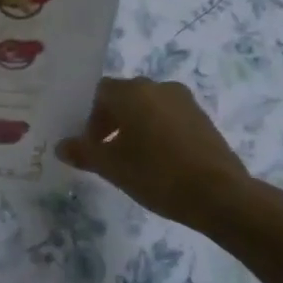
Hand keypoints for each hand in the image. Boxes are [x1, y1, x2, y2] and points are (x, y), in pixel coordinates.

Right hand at [58, 76, 282, 231]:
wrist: (220, 195)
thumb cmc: (157, 174)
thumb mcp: (112, 167)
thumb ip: (84, 152)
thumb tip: (62, 146)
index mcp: (132, 91)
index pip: (99, 93)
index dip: (88, 117)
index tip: (88, 144)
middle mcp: (158, 86)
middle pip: (124, 97)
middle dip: (111, 121)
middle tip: (105, 153)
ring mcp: (184, 101)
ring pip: (148, 107)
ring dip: (135, 127)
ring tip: (132, 160)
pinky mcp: (202, 118)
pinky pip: (169, 118)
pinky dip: (157, 132)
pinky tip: (158, 162)